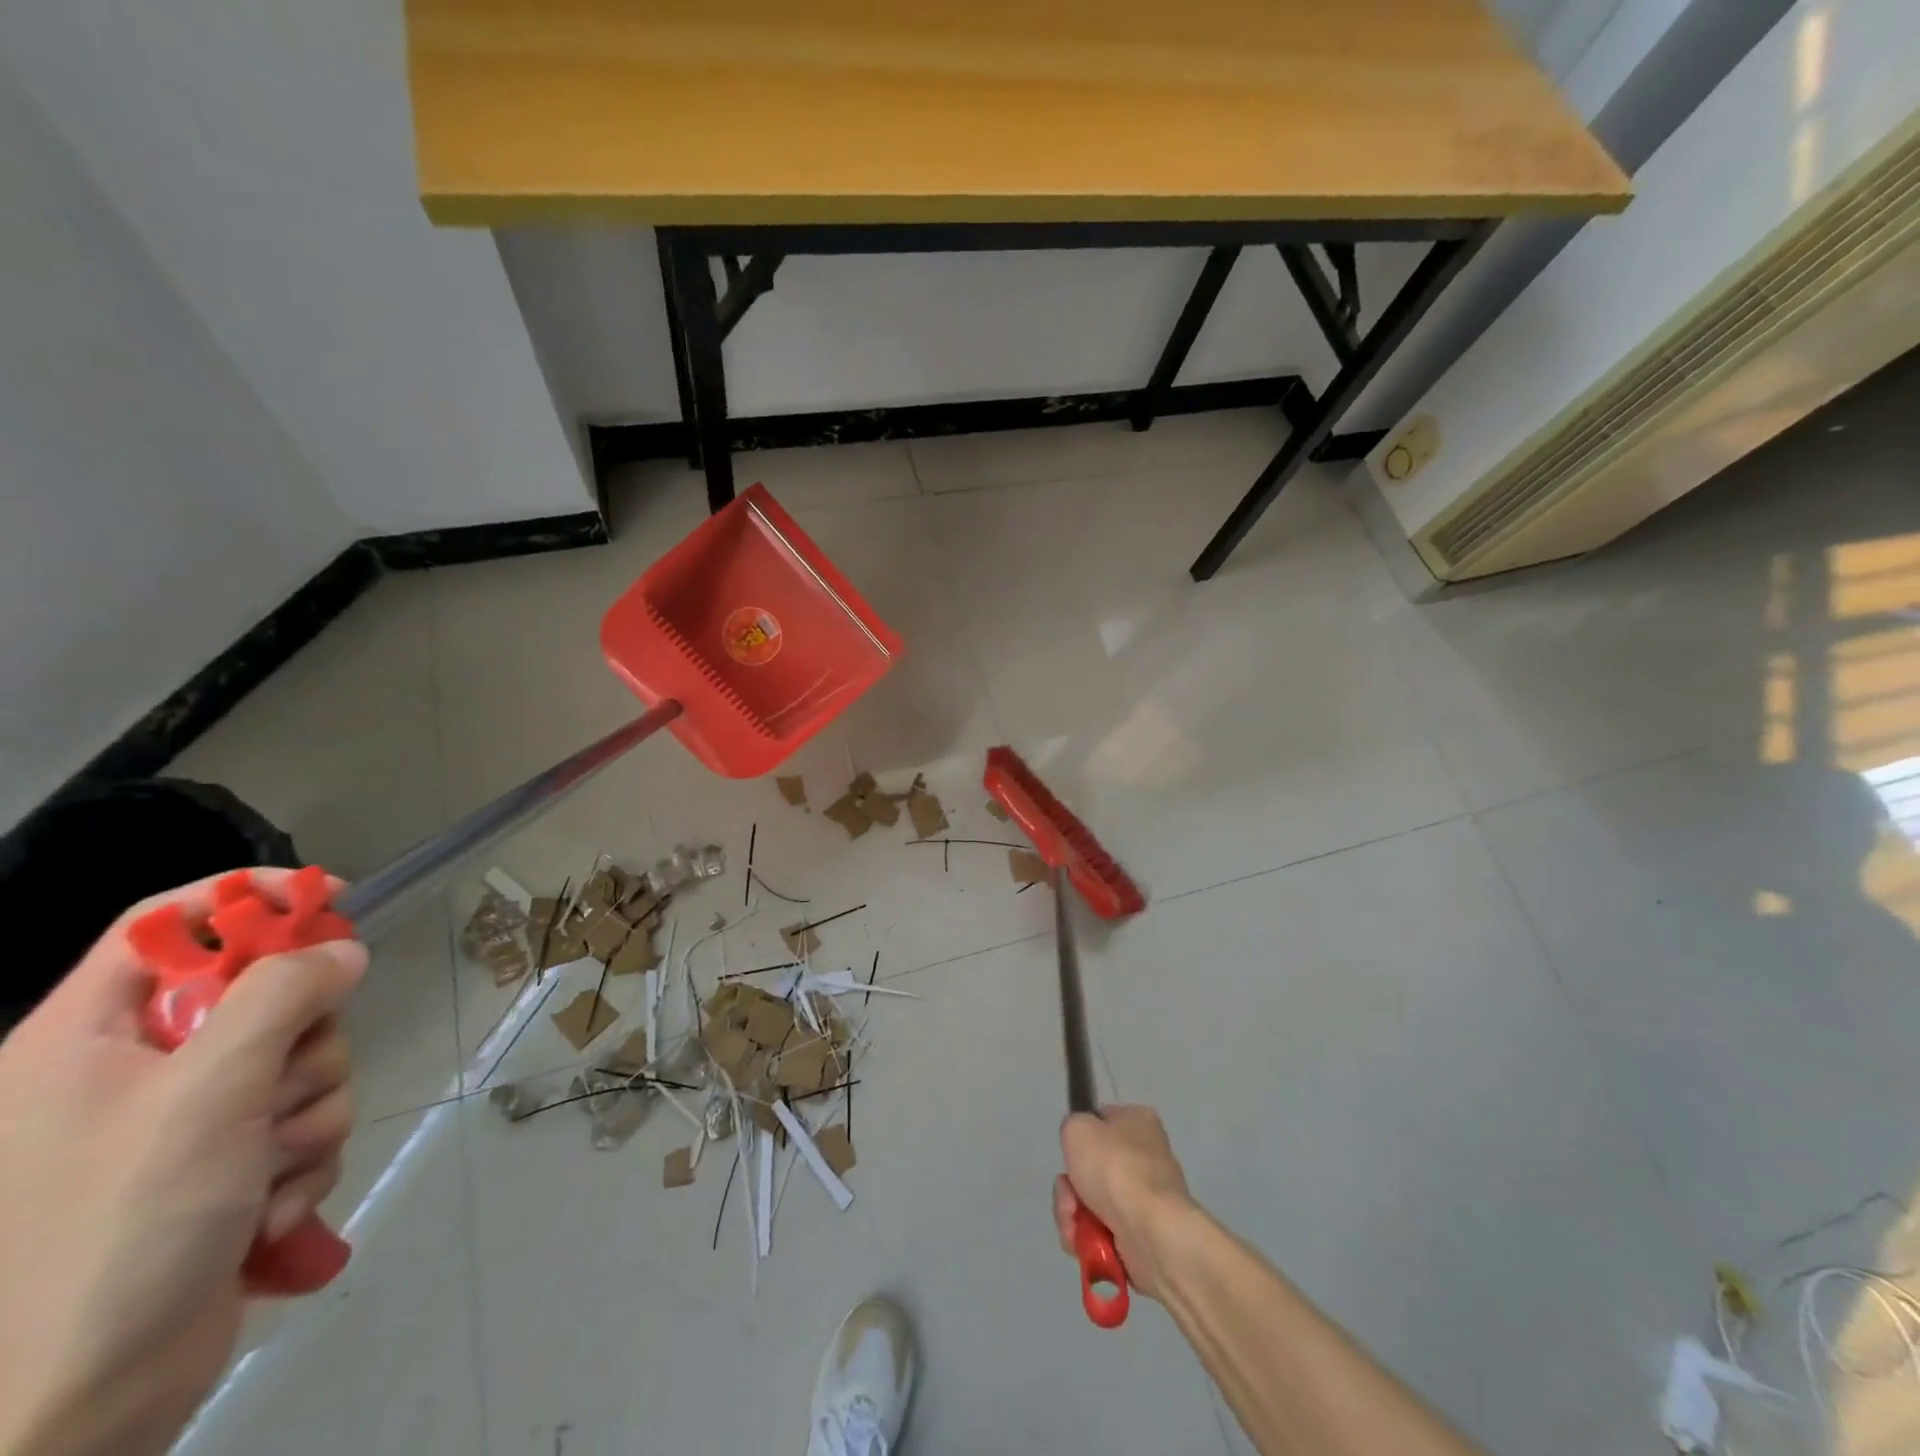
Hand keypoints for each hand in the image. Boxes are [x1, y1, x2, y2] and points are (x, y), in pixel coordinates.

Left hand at [0, 871, 365, 1455]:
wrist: (79, 1405)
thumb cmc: (116, 1227)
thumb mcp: (206, 1092)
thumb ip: (281, 997)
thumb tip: (342, 949)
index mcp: (88, 1040)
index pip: (168, 926)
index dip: (249, 899)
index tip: (331, 901)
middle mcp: (135, 1072)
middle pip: (266, 999)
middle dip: (303, 1045)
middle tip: (277, 1090)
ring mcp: (184, 1124)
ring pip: (301, 1065)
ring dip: (308, 1115)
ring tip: (266, 1172)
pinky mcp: (227, 1168)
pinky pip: (303, 1124)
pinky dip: (302, 1162)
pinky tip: (265, 1209)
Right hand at [1053, 1104, 1194, 1300]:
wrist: (1152, 1234)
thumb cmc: (1115, 1169)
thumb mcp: (1078, 1128)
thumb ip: (1072, 1127)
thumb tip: (1080, 1147)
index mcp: (1138, 1122)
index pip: (1100, 1122)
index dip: (1079, 1140)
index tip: (1070, 1156)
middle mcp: (1146, 1157)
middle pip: (1090, 1169)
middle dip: (1070, 1188)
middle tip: (1069, 1197)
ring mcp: (1144, 1200)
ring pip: (1091, 1204)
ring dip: (1073, 1215)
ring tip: (1075, 1226)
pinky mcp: (1141, 1237)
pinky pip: (1102, 1233)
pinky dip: (1088, 1240)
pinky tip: (1085, 1244)